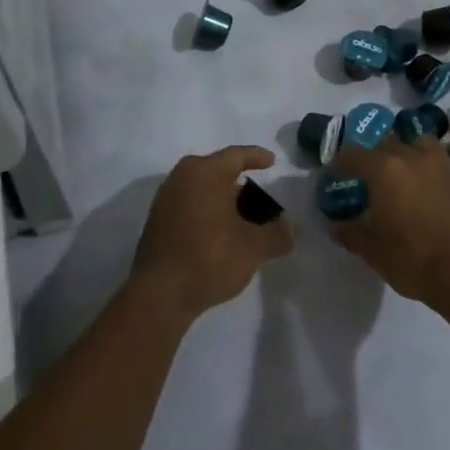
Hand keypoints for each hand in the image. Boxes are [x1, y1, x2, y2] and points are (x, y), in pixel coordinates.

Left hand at [130, 146, 292, 320]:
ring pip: (201, 188)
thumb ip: (278, 234)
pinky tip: (218, 231)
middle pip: (217, 170)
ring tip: (241, 216)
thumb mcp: (254, 247)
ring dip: (221, 198)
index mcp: (205, 171)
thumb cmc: (210, 257)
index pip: (237, 155)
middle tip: (258, 195)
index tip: (272, 161)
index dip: (256, 157)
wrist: (159, 294)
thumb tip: (293, 228)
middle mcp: (182, 176)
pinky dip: (206, 211)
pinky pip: (189, 204)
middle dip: (239, 181)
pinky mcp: (157, 221)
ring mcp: (165, 198)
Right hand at [327, 138, 449, 314]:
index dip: (341, 163)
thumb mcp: (374, 252)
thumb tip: (336, 225)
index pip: (354, 154)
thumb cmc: (415, 260)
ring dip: (404, 152)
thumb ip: (351, 233)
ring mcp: (441, 162)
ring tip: (401, 172)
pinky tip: (427, 185)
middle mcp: (411, 155)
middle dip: (372, 156)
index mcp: (384, 169)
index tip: (336, 175)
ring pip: (416, 143)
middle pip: (385, 144)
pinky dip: (427, 165)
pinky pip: (438, 159)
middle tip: (367, 177)